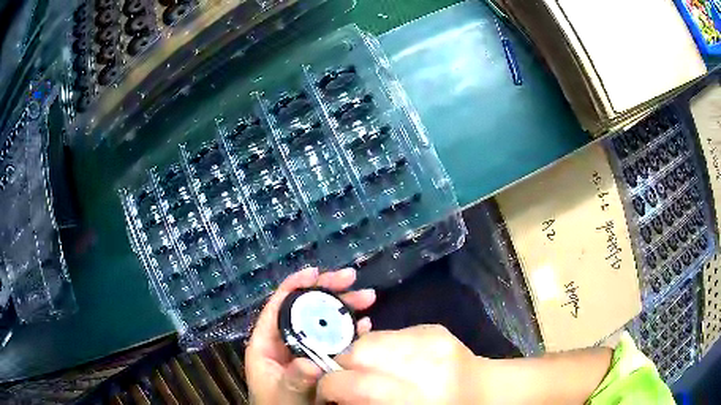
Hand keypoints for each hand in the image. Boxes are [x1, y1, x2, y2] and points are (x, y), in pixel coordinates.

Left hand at [245, 267, 375, 404]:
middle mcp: (286, 342)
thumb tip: (309, 362)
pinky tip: (367, 325)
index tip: (316, 272)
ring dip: (344, 309)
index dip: (295, 286)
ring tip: (368, 298)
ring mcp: (306, 351)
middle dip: (328, 292)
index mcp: (267, 344)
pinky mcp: (322, 362)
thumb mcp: (283, 394)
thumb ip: (294, 379)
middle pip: (305, 309)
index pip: (278, 307)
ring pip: (323, 323)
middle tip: (352, 279)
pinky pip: (337, 342)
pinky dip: (352, 332)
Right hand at [316, 324, 483, 403]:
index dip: (329, 386)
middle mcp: (425, 362)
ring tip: (366, 370)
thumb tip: (333, 395)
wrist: (484, 389)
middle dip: (342, 366)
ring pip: (371, 338)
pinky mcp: (433, 327)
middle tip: (344, 380)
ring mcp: (432, 338)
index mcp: (419, 395)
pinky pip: (389, 333)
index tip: (324, 393)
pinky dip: (380, 347)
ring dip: (359, 355)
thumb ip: (364, 404)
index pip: (358, 383)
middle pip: (360, 352)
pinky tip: (390, 361)